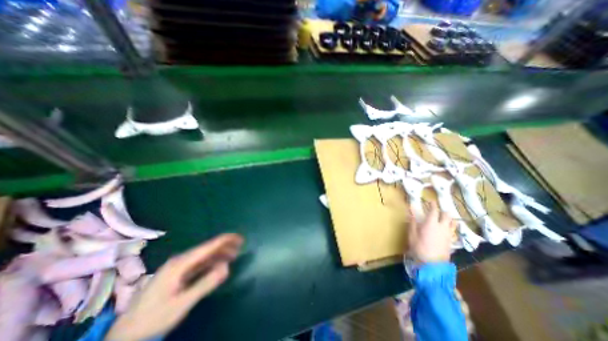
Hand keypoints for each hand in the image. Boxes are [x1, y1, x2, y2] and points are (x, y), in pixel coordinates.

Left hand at [105, 234, 243, 339]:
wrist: (126, 335)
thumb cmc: (154, 318)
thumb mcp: (182, 303)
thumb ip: (206, 283)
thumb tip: (227, 266)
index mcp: (180, 264)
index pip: (207, 247)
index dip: (224, 240)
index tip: (238, 237)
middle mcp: (179, 261)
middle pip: (207, 249)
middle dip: (224, 246)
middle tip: (240, 245)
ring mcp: (178, 267)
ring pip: (204, 256)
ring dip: (219, 253)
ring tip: (234, 253)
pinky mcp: (178, 274)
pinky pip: (199, 264)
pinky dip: (211, 262)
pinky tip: (219, 263)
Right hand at [408, 202, 455, 262]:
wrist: (433, 264)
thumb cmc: (419, 247)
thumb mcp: (412, 235)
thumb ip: (412, 224)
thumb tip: (412, 215)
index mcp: (431, 223)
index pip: (434, 211)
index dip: (433, 205)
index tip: (431, 201)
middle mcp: (442, 227)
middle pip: (446, 215)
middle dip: (442, 211)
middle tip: (437, 210)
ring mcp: (448, 234)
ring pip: (453, 223)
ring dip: (449, 218)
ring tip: (444, 218)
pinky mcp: (451, 241)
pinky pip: (453, 231)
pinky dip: (450, 228)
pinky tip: (446, 230)